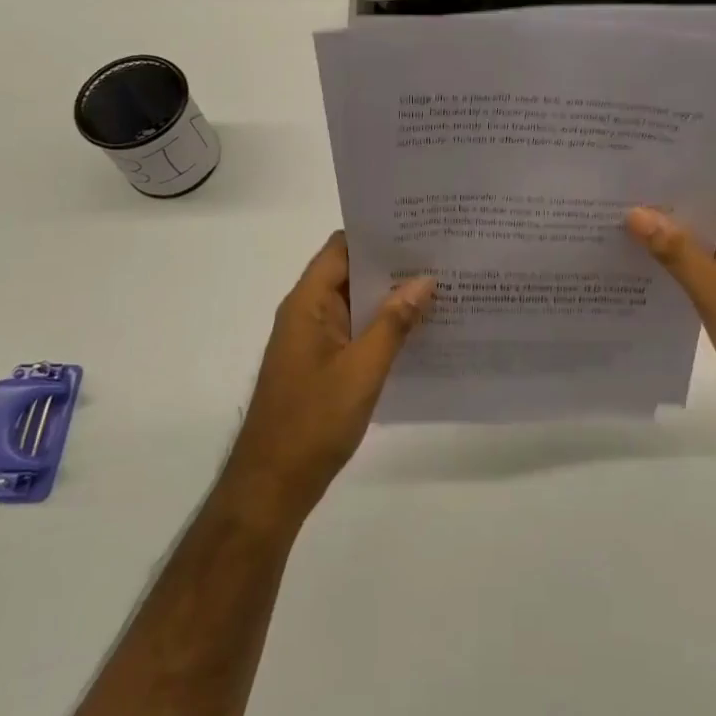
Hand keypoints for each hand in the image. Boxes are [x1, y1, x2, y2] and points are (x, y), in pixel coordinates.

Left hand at [222, 233, 433, 521]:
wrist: (272, 486)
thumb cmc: (313, 422)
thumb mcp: (362, 369)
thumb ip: (394, 322)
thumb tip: (424, 280)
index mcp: (308, 303)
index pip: (342, 248)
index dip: (377, 234)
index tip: (419, 228)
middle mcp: (308, 313)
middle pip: (351, 273)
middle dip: (393, 265)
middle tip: (442, 256)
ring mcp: (314, 341)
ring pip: (357, 304)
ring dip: (392, 298)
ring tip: (441, 288)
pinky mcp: (323, 365)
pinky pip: (357, 332)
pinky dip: (384, 326)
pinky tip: (421, 331)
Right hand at [627, 179, 715, 448]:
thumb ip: (675, 250)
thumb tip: (635, 213)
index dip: (686, 177)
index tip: (643, 171)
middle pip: (715, 211)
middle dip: (673, 207)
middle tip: (621, 195)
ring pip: (709, 241)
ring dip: (675, 238)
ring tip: (623, 224)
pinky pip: (710, 267)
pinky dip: (683, 264)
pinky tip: (646, 264)